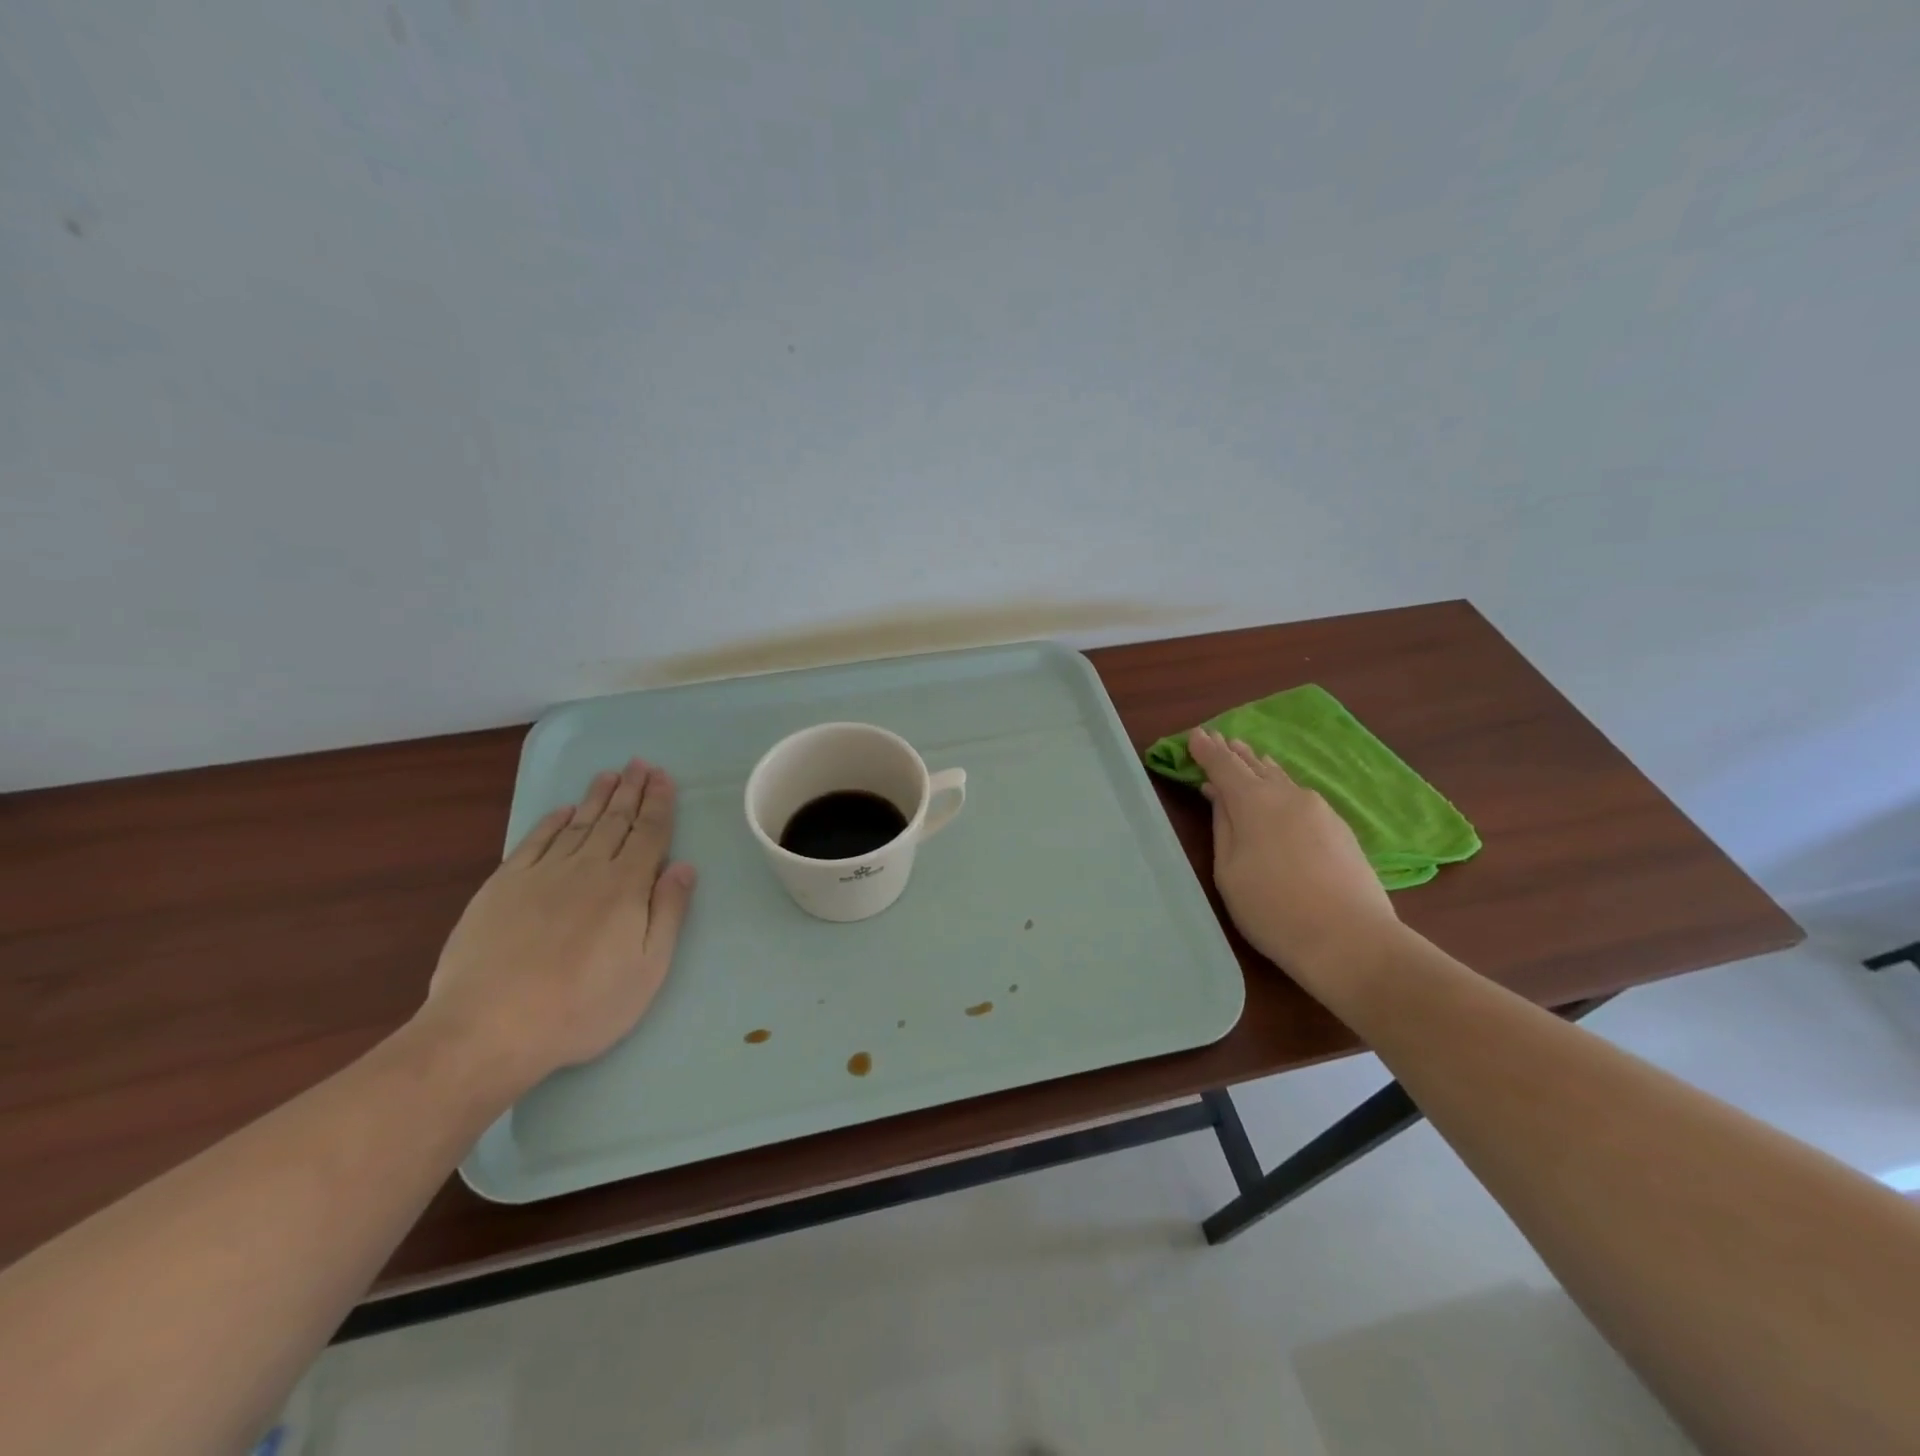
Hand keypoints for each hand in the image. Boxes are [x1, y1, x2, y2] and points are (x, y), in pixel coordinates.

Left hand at [416, 759, 696, 1093]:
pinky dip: (551, 822)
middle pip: (614, 820)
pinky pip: (534, 841)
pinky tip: (562, 811)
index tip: (663, 777)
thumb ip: (667, 912)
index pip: (649, 834)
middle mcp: (587, 869)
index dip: (659, 804)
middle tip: (639, 764)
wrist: (489, 1027)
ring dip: (596, 797)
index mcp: (625, 887)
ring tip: (609, 775)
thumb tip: (683, 866)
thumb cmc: (582, 1006)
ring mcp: (541, 874)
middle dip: (631, 790)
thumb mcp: (647, 969)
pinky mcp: (503, 886)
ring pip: (577, 824)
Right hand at [1188, 728, 1399, 998]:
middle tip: (1219, 739)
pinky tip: (1280, 790)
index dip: (1207, 750)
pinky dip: (1281, 786)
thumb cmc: (1273, 909)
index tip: (1194, 736)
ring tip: (1247, 756)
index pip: (1224, 765)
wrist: (1351, 940)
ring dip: (1260, 767)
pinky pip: (1300, 795)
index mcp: (1254, 802)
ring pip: (1281, 779)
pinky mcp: (1340, 827)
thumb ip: (1223, 828)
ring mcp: (1319, 809)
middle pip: (1255, 766)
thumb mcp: (1229, 871)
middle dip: (1234, 753)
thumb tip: (1219, 796)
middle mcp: (1287, 795)